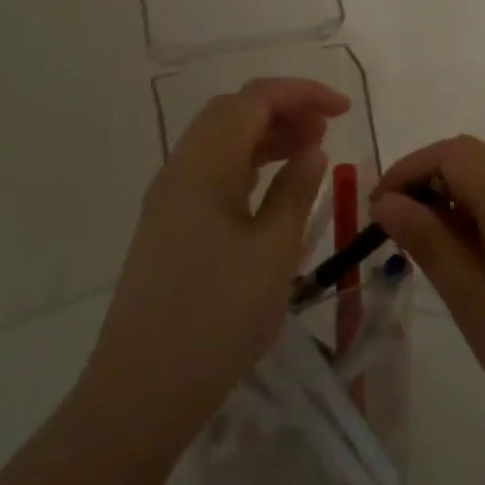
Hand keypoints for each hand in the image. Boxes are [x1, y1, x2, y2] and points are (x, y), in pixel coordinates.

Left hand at [86, 77, 348, 451]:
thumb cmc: (216, 317)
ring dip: (266, 135)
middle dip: (283, 109)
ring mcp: (169, 198)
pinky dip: (248, 164)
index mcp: (204, 164)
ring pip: (221, 141)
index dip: (302, 93)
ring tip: (311, 150)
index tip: (344, 109)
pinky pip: (213, 172)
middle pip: (233, 112)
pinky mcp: (168, 226)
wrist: (140, 391)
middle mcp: (180, 168)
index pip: (254, 99)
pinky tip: (274, 187)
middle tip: (328, 128)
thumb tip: (312, 150)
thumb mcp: (272, 251)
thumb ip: (296, 191)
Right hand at [371, 135, 484, 447]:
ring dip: (450, 198)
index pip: (450, 153)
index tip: (377, 210)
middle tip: (396, 228)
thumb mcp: (469, 295)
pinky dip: (474, 215)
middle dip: (426, 181)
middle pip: (470, 158)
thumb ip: (426, 240)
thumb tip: (386, 201)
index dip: (408, 170)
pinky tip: (463, 258)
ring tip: (424, 246)